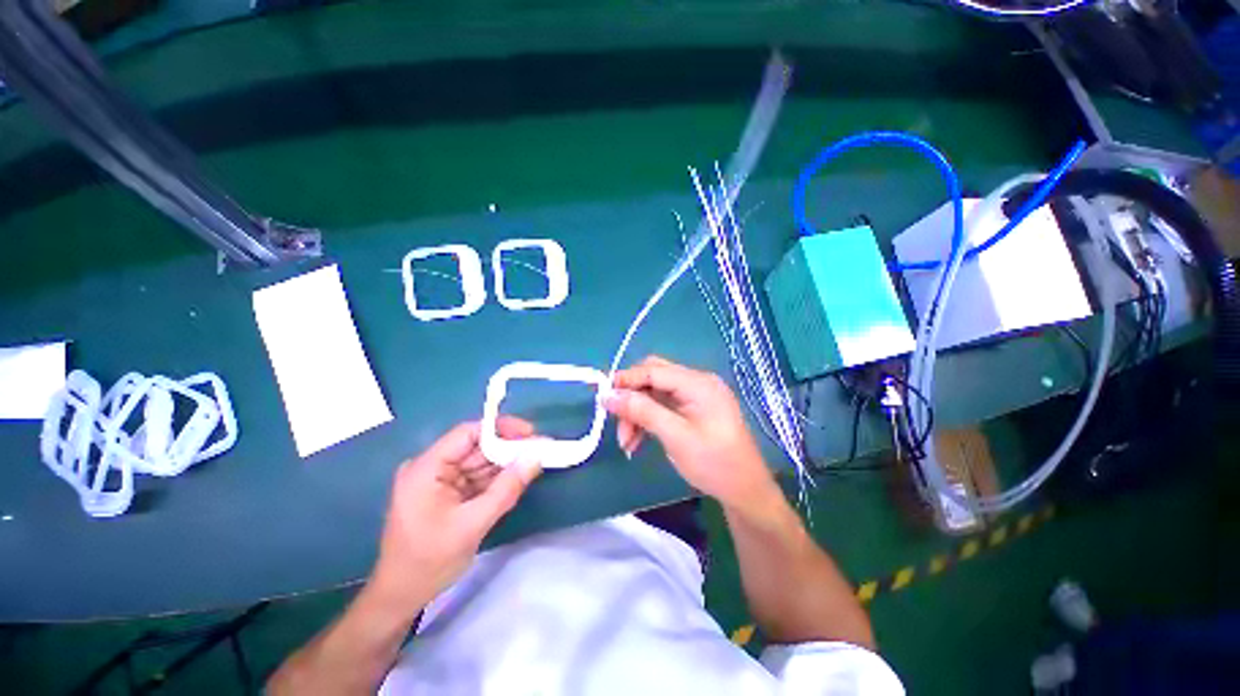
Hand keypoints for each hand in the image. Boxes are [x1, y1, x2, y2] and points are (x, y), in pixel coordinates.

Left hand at [367, 418, 541, 616]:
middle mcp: (432, 467)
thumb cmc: (428, 563)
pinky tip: (519, 477)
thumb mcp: (471, 526)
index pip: (467, 434)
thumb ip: (506, 489)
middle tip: (542, 449)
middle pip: (476, 447)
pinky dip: (499, 478)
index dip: (501, 429)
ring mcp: (440, 480)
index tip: (531, 433)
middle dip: (509, 448)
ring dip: (508, 463)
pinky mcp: (448, 493)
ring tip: (537, 460)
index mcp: (426, 469)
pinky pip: (478, 478)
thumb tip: (536, 458)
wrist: (401, 598)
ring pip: (480, 462)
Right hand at [604, 356, 779, 515]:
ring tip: (626, 442)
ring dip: (637, 412)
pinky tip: (638, 440)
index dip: (626, 380)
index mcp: (698, 383)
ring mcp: (696, 395)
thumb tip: (609, 396)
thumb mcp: (675, 437)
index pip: (654, 370)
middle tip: (616, 422)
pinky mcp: (693, 408)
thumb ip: (642, 411)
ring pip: (655, 392)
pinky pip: (663, 405)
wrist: (745, 491)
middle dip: (631, 398)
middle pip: (653, 377)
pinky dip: (648, 419)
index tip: (602, 397)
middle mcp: (697, 382)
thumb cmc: (714, 464)